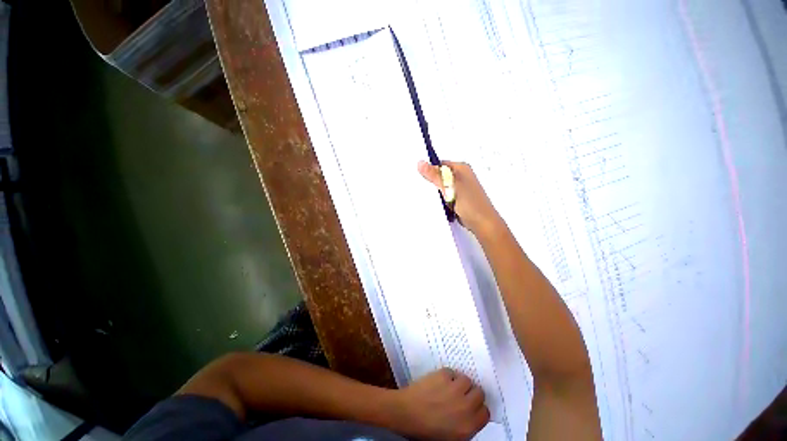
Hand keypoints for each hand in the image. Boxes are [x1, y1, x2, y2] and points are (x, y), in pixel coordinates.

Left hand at [388, 368, 489, 439]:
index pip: (485, 412)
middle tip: (461, 395)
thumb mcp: (452, 437)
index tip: (471, 406)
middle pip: (479, 393)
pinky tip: (440, 382)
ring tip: (450, 387)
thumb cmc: (426, 430)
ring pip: (467, 379)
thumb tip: (472, 414)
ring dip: (460, 383)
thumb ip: (466, 426)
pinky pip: (452, 372)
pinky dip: (448, 376)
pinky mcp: (444, 375)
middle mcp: (465, 406)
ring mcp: (454, 388)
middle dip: (471, 393)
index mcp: (468, 426)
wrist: (406, 413)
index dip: (478, 408)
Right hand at [417, 160, 501, 235]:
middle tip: (419, 186)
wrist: (482, 223)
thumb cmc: (469, 203)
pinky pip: (445, 195)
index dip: (429, 169)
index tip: (417, 176)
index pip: (440, 164)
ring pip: (441, 186)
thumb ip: (435, 175)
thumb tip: (420, 163)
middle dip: (431, 181)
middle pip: (440, 175)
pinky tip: (433, 202)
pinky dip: (439, 198)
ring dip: (435, 191)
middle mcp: (461, 176)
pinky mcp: (458, 198)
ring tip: (424, 195)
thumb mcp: (450, 187)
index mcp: (461, 168)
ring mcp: (459, 188)